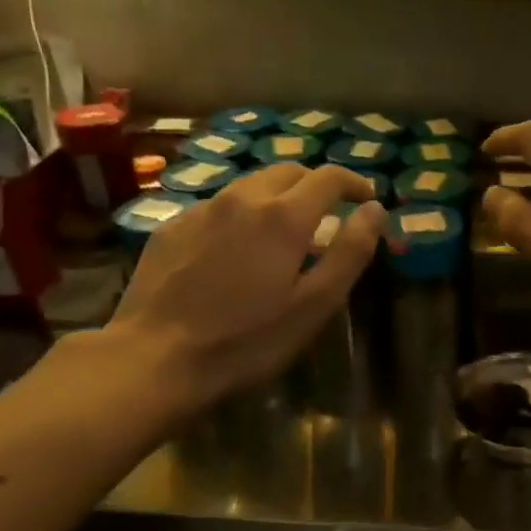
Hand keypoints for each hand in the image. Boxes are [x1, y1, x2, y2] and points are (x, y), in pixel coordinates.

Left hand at [100, 163, 385, 418]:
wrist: (154, 358)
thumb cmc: (246, 340)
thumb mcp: (314, 304)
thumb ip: (349, 252)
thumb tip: (375, 210)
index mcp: (283, 216)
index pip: (329, 177)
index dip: (354, 183)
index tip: (367, 199)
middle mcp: (242, 198)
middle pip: (288, 171)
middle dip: (315, 185)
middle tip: (328, 215)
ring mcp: (201, 209)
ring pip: (250, 186)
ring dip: (276, 198)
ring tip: (282, 233)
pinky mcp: (171, 226)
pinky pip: (218, 207)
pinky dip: (240, 216)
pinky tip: (235, 251)